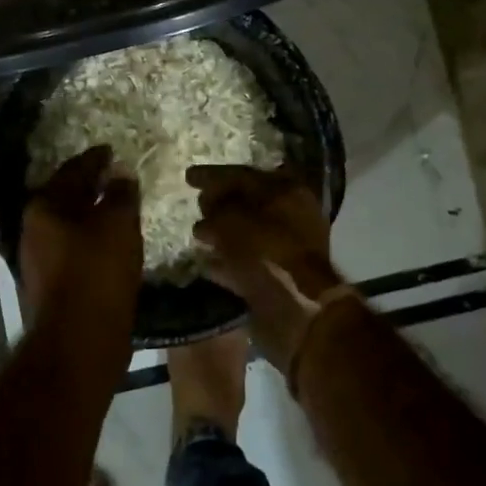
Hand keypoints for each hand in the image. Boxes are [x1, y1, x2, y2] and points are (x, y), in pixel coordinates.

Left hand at [21, 147, 142, 325]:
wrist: (79, 342)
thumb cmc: (97, 272)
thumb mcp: (117, 224)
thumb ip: (120, 194)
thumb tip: (120, 175)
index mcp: (44, 207)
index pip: (72, 171)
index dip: (94, 159)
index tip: (110, 151)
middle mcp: (34, 230)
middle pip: (65, 198)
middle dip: (90, 187)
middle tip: (115, 177)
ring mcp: (40, 260)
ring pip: (69, 226)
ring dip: (91, 216)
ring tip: (118, 209)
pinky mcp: (52, 286)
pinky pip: (74, 250)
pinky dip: (92, 241)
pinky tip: (112, 244)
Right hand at [187, 165, 345, 370]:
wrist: (297, 311)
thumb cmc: (266, 253)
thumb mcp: (232, 220)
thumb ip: (216, 209)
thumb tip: (207, 214)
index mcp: (287, 191)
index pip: (243, 175)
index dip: (213, 174)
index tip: (188, 176)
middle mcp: (292, 215)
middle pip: (249, 201)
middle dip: (220, 201)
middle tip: (196, 202)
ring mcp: (288, 247)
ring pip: (248, 232)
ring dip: (223, 231)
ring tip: (197, 233)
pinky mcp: (280, 276)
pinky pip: (248, 260)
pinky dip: (228, 259)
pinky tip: (206, 261)